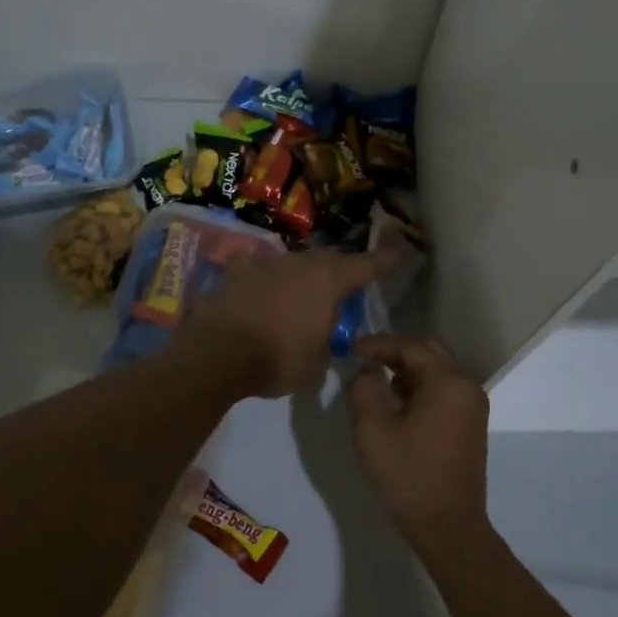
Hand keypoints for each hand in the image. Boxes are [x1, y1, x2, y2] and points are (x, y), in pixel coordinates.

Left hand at [177, 248, 394, 397]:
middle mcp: (298, 263)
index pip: (366, 265)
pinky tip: (256, 295)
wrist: (217, 355)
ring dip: (298, 280)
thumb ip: (326, 346)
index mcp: (327, 280)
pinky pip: (255, 272)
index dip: (385, 261)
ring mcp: (263, 264)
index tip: (400, 251)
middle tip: (340, 292)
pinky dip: (261, 283)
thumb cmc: (278, 359)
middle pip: (326, 262)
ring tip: (296, 301)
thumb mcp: (316, 365)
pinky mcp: (234, 274)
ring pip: (290, 265)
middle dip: (336, 274)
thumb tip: (322, 342)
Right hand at [349, 334, 490, 556]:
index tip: (349, 348)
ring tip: (372, 376)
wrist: (448, 527)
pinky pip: (442, 390)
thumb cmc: (409, 476)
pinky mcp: (469, 424)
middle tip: (362, 358)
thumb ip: (364, 389)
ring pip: (436, 370)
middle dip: (394, 351)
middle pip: (428, 351)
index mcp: (448, 382)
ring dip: (406, 368)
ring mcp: (471, 406)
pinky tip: (393, 399)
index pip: (410, 346)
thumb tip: (365, 370)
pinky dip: (417, 386)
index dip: (377, 343)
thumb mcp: (373, 430)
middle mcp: (466, 386)